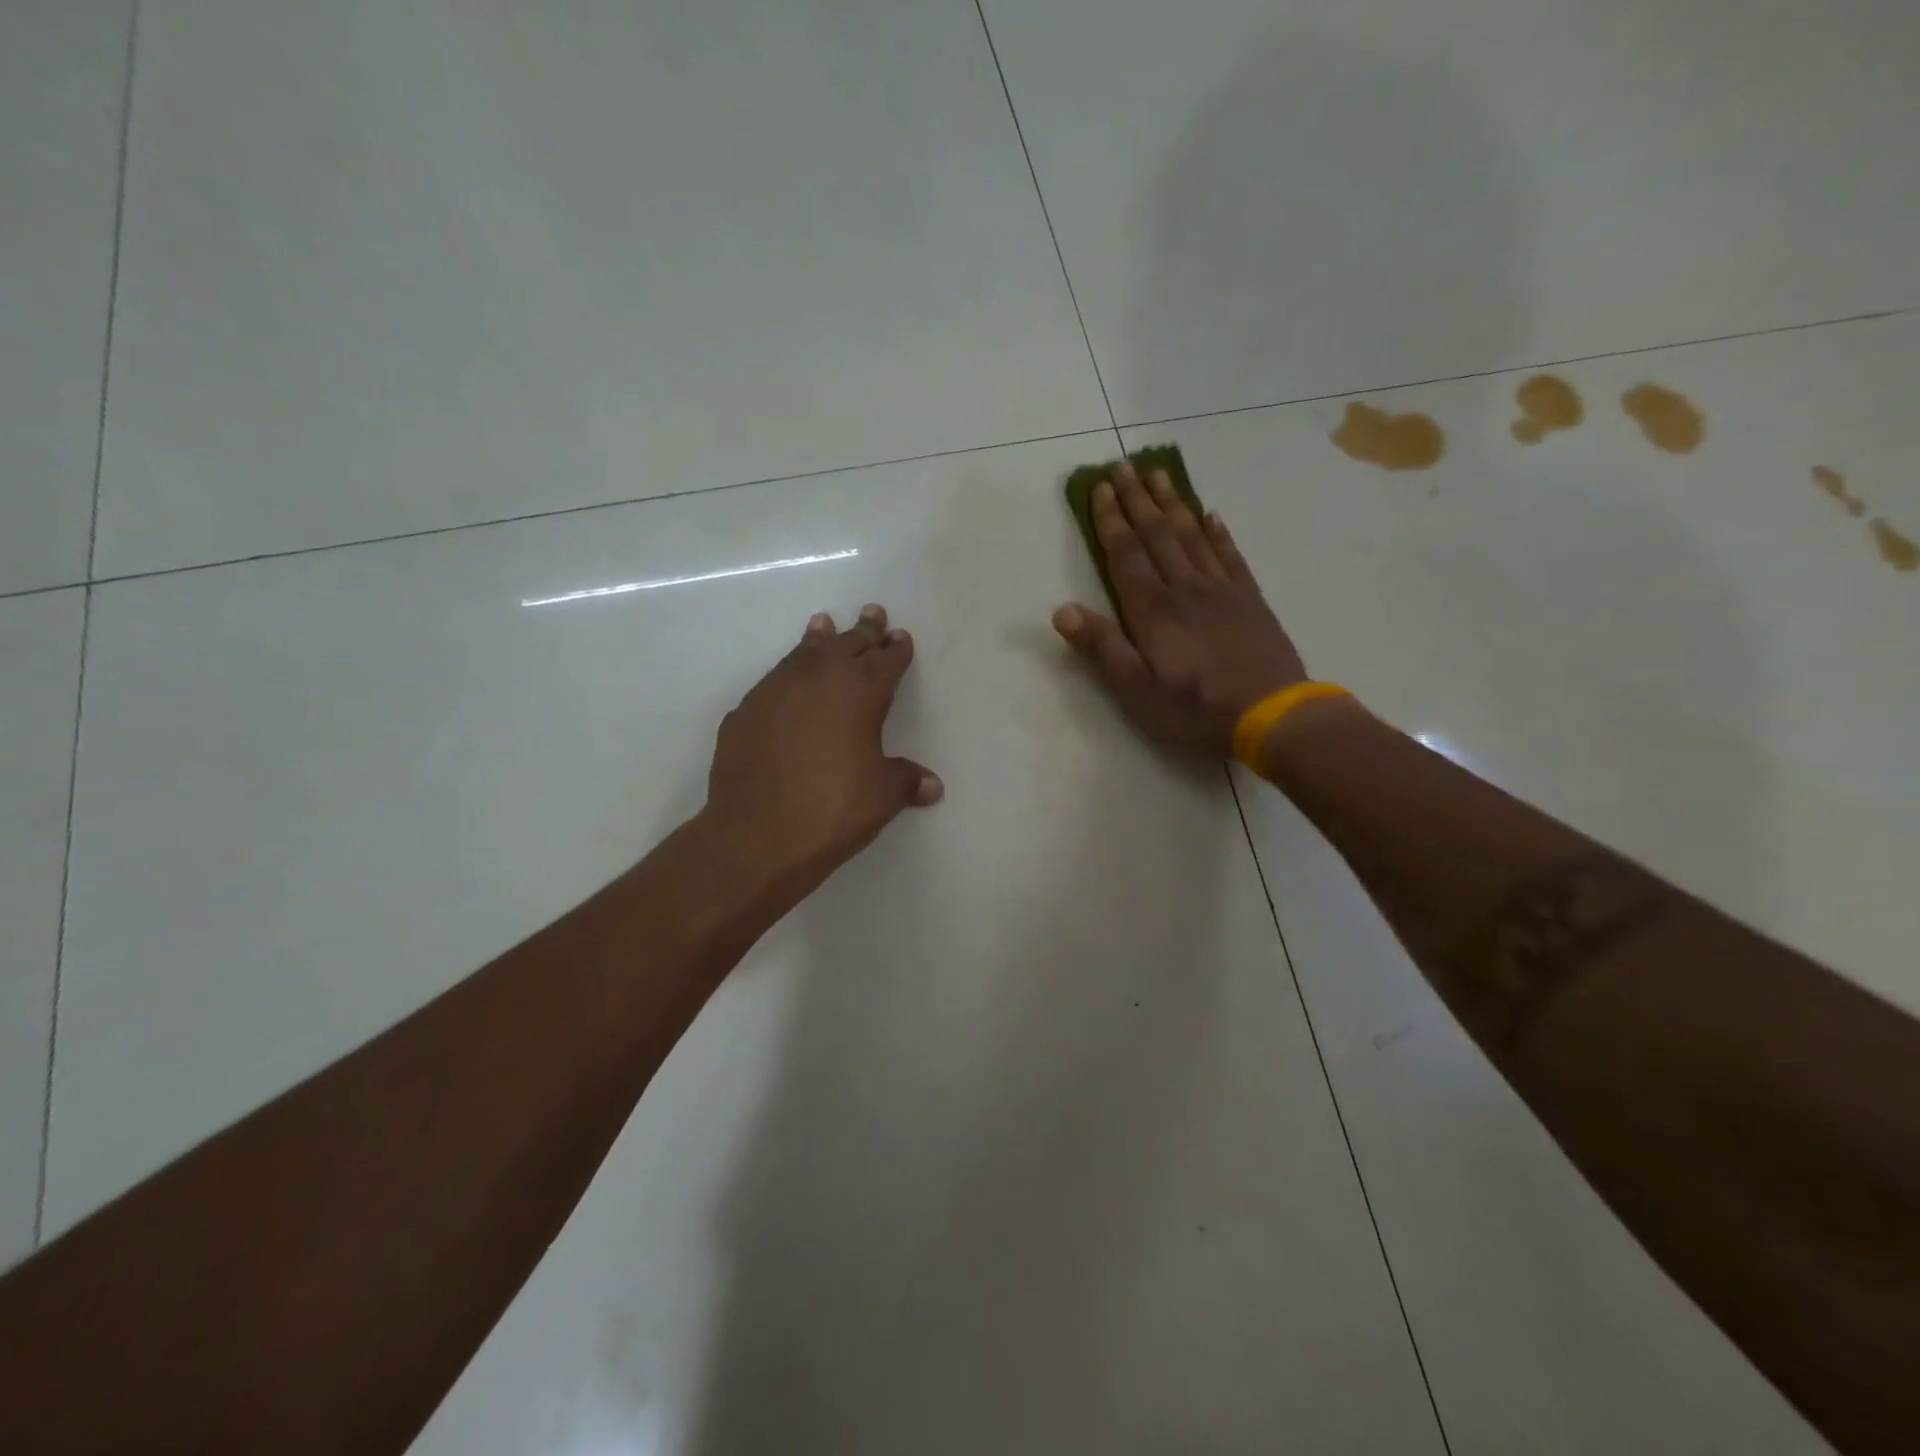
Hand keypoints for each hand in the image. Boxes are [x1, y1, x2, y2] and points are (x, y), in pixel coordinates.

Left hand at [703, 604, 941, 900]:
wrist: (756, 836)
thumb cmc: (832, 810)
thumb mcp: (882, 797)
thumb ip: (906, 781)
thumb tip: (932, 785)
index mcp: (859, 692)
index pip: (885, 661)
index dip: (895, 649)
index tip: (900, 637)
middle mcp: (817, 679)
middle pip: (845, 644)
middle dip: (862, 630)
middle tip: (872, 612)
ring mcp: (775, 692)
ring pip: (802, 653)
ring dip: (818, 640)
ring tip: (823, 624)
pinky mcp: (744, 712)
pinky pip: (773, 682)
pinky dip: (787, 675)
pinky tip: (787, 684)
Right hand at [1053, 464, 1305, 753]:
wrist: (1271, 713)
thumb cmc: (1194, 707)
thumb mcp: (1136, 689)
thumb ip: (1102, 647)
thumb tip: (1061, 611)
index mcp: (1152, 610)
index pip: (1126, 554)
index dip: (1111, 520)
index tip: (1100, 487)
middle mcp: (1184, 588)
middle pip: (1157, 534)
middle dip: (1138, 499)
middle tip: (1125, 465)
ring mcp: (1221, 589)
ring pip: (1192, 535)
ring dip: (1173, 503)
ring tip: (1160, 474)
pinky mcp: (1249, 598)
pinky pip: (1229, 554)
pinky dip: (1217, 531)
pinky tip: (1210, 514)